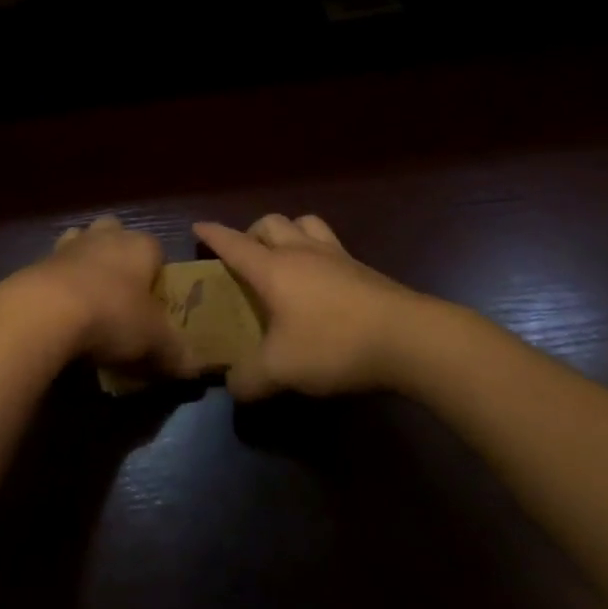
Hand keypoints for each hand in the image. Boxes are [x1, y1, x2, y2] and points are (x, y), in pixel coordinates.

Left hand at [0, 216, 193, 375]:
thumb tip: (194, 368)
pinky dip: (58, 284)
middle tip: (122, 291)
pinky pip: (54, 268)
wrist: (44, 312)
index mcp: (139, 246)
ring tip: (88, 299)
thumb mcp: (154, 341)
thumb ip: (176, 352)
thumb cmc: (112, 315)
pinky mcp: (37, 263)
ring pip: (81, 242)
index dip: (157, 271)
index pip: (156, 248)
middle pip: (115, 233)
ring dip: (85, 263)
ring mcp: (68, 246)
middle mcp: (105, 237)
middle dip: (118, 254)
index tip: (155, 300)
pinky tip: (60, 313)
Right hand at [194, 213, 463, 400]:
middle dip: (251, 232)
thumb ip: (249, 378)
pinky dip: (317, 250)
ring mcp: (336, 256)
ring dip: (288, 232)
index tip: (198, 228)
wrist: (409, 338)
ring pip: (305, 223)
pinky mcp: (364, 269)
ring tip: (284, 255)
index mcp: (273, 268)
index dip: (213, 235)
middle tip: (245, 254)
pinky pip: (331, 244)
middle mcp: (301, 252)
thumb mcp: (281, 370)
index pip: (234, 243)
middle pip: (270, 223)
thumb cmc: (334, 344)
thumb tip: (232, 386)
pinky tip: (322, 279)